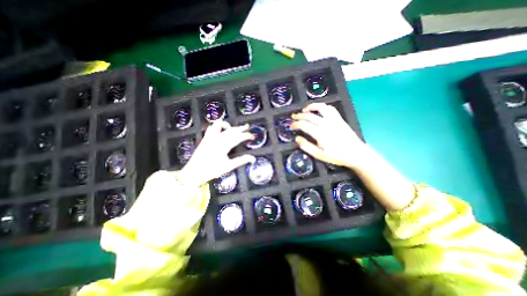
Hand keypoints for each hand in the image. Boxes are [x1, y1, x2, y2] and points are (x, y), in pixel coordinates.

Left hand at [180, 119, 256, 184]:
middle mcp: (217, 138)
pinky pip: (211, 128)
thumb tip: (253, 158)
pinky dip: (217, 127)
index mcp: (224, 145)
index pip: (238, 137)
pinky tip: (220, 131)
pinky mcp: (205, 138)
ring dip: (227, 125)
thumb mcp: (228, 166)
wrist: (193, 173)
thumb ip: (241, 160)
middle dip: (240, 128)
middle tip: (247, 127)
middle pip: (231, 129)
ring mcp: (210, 137)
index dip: (246, 135)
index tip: (252, 136)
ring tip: (232, 128)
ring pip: (219, 124)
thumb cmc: (211, 170)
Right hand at [290, 103, 367, 169]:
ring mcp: (334, 120)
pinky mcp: (339, 118)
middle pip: (309, 116)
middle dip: (299, 116)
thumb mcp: (320, 155)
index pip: (304, 125)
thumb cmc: (337, 156)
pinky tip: (318, 109)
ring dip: (311, 107)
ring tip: (304, 110)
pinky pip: (330, 108)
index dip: (295, 124)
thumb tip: (297, 139)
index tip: (291, 126)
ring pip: (320, 108)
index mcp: (320, 134)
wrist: (356, 153)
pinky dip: (322, 106)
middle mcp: (326, 124)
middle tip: (293, 117)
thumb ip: (307, 147)